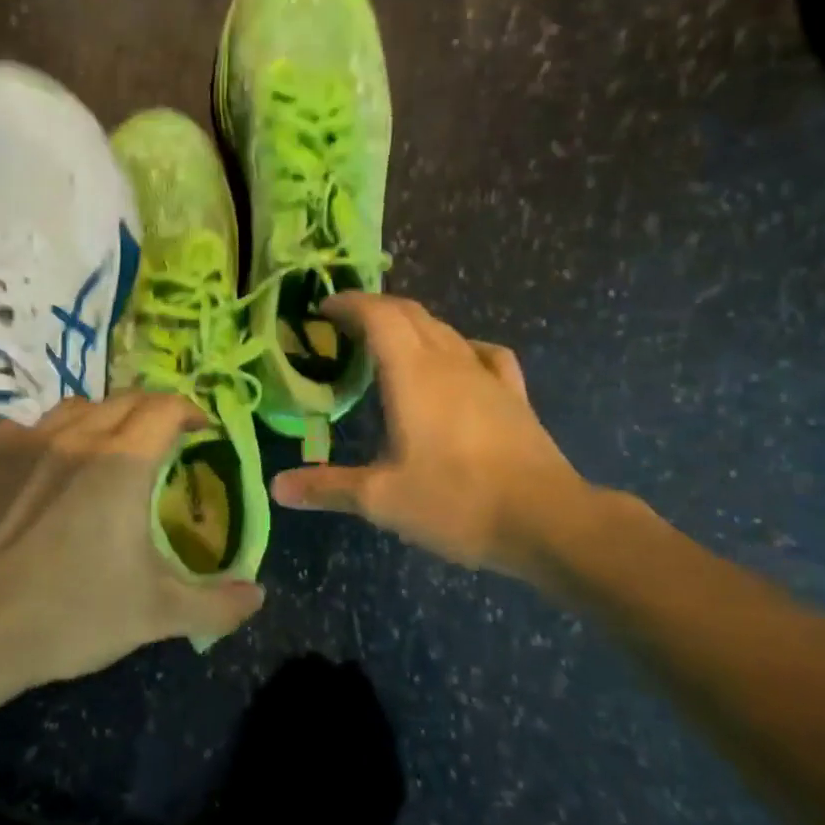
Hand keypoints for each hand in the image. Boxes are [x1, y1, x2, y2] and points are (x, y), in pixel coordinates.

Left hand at [0, 394, 264, 710]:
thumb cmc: (68, 615)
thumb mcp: (155, 615)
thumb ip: (216, 603)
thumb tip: (257, 596)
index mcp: (122, 461)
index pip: (165, 407)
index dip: (190, 411)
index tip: (201, 431)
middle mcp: (75, 435)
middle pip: (124, 400)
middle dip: (152, 413)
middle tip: (163, 441)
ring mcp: (23, 440)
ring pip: (74, 407)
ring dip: (101, 418)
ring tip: (106, 449)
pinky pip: (24, 426)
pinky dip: (46, 436)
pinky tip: (41, 467)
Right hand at [271, 294, 594, 577]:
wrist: (547, 520)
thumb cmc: (456, 501)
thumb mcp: (381, 499)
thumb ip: (327, 488)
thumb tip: (277, 488)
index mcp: (412, 374)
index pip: (378, 315)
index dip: (349, 304)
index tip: (323, 308)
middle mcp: (449, 362)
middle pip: (411, 313)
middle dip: (375, 309)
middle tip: (346, 325)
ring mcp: (486, 376)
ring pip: (445, 330)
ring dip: (412, 325)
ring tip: (388, 343)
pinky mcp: (514, 395)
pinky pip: (482, 353)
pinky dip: (458, 346)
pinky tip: (457, 363)